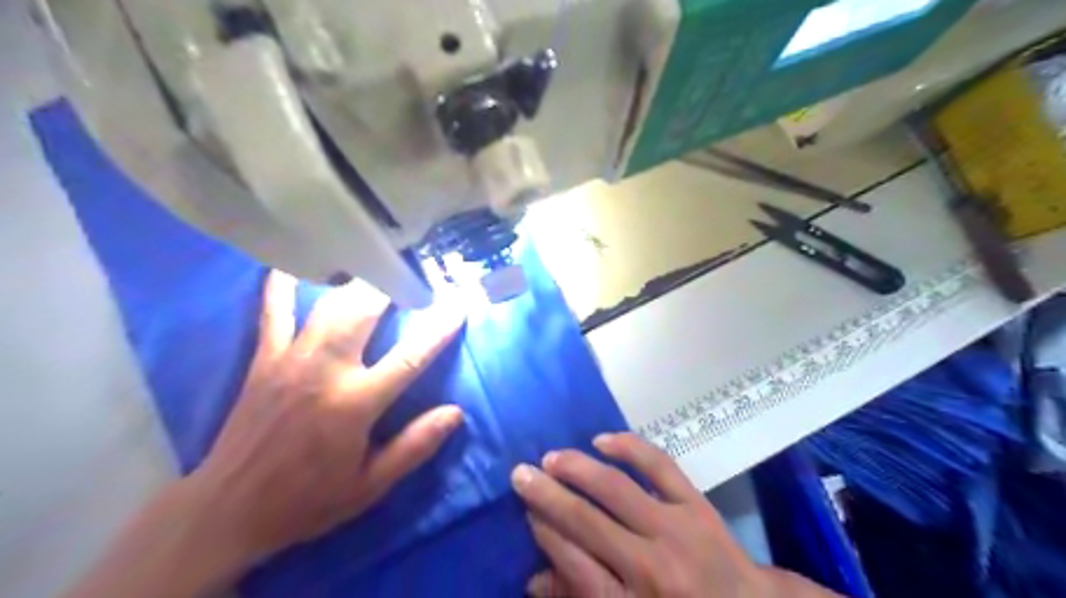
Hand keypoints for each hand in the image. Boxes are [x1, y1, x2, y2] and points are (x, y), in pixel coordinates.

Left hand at [185, 272, 467, 563]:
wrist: (228, 509)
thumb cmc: (308, 499)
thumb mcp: (370, 485)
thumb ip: (414, 446)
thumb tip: (456, 412)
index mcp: (355, 403)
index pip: (410, 357)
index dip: (439, 328)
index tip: (458, 304)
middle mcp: (325, 371)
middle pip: (364, 312)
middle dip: (392, 286)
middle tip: (413, 271)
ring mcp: (291, 359)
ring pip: (328, 305)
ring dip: (356, 282)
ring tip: (376, 263)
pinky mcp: (264, 359)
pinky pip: (273, 312)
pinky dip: (282, 286)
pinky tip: (293, 264)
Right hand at [513, 433, 836, 597]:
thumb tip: (533, 579)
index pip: (572, 562)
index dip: (544, 530)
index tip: (527, 508)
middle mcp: (649, 568)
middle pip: (586, 522)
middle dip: (546, 495)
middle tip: (520, 473)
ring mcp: (676, 530)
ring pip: (616, 489)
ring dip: (578, 469)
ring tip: (551, 457)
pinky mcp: (697, 505)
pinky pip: (659, 467)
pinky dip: (629, 448)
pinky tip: (603, 441)